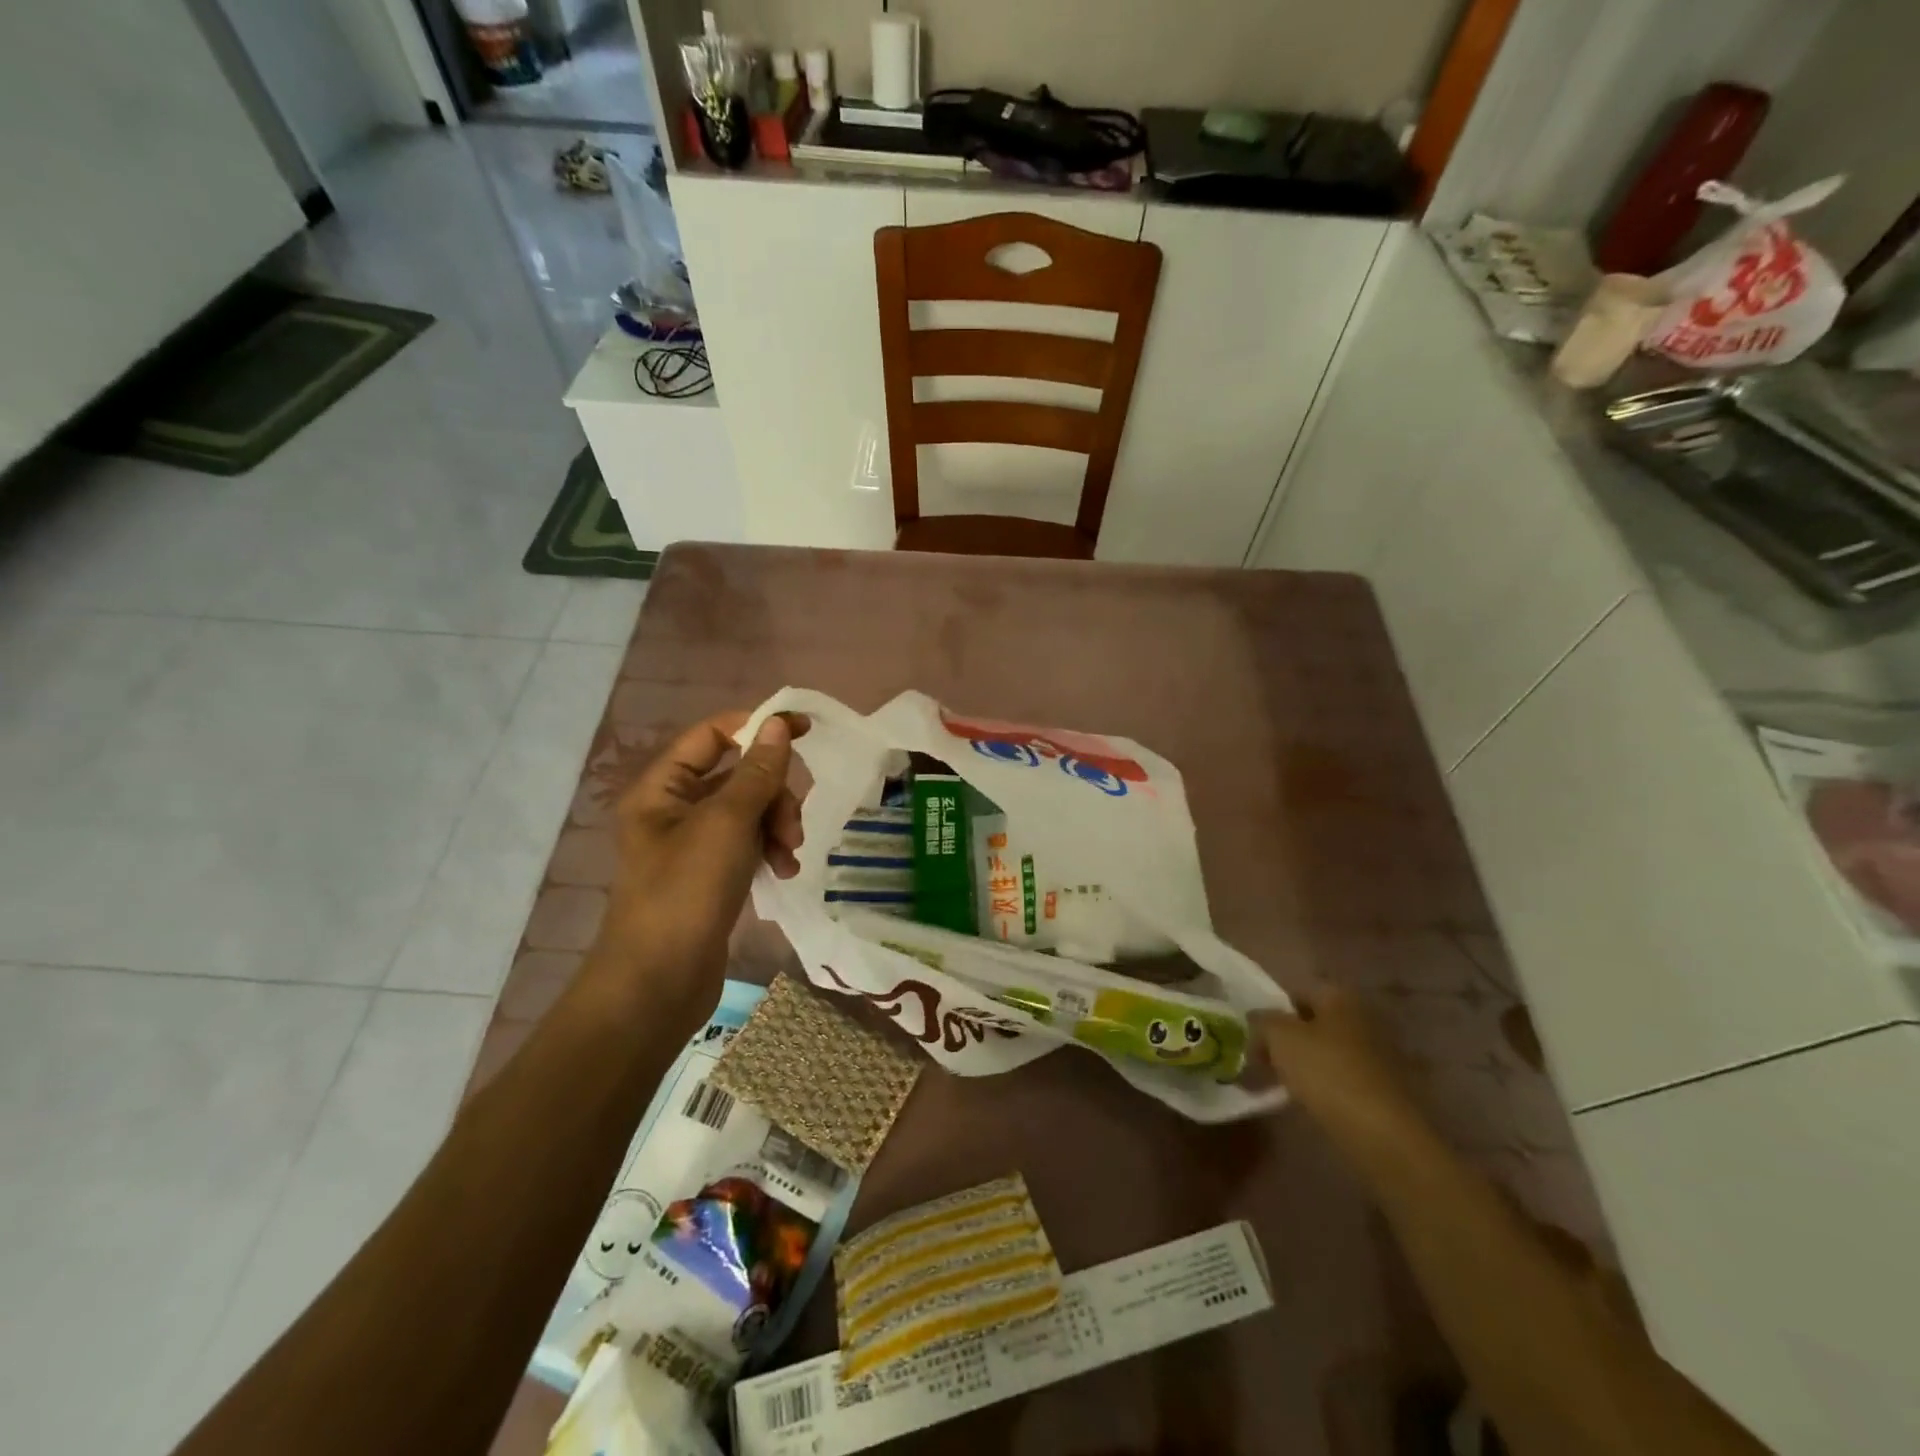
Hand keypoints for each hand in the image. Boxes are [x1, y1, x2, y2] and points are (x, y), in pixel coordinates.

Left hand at [587, 711, 806, 1031]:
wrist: (658, 984)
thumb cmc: (686, 892)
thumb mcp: (727, 824)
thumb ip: (757, 772)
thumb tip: (779, 725)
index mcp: (662, 788)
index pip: (712, 735)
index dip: (757, 727)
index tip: (805, 729)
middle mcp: (674, 810)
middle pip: (738, 776)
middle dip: (774, 794)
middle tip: (793, 825)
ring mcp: (693, 845)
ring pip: (749, 812)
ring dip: (777, 826)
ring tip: (790, 855)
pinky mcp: (711, 875)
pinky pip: (749, 845)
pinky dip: (769, 851)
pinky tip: (784, 872)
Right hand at [1252, 987, 1425, 1152]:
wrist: (1384, 1135)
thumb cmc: (1327, 1072)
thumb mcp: (1279, 1037)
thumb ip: (1261, 1021)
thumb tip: (1257, 1019)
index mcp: (1341, 997)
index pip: (1296, 992)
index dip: (1272, 1010)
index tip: (1252, 1034)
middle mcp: (1363, 1018)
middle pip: (1313, 1023)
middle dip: (1287, 1039)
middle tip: (1261, 1060)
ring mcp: (1378, 1055)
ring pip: (1327, 1052)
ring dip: (1304, 1065)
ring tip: (1280, 1085)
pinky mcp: (1384, 1090)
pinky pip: (1342, 1079)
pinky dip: (1324, 1087)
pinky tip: (1307, 1103)